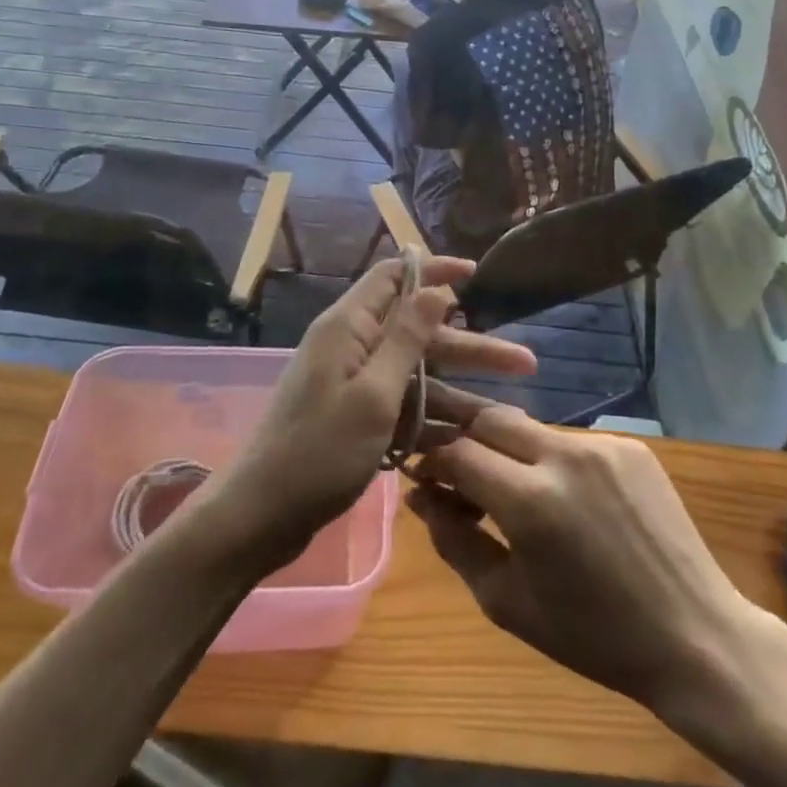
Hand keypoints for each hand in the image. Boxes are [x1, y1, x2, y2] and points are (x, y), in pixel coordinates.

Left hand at [216, 258, 535, 561]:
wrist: (262, 516)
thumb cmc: (318, 451)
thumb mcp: (373, 394)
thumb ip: (406, 338)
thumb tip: (435, 286)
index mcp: (349, 327)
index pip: (395, 277)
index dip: (435, 271)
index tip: (476, 274)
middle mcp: (351, 346)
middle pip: (418, 332)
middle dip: (470, 345)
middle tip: (524, 361)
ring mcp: (352, 383)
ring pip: (417, 374)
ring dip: (460, 390)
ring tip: (508, 411)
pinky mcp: (355, 415)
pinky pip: (402, 406)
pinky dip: (432, 419)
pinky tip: (470, 440)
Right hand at [410, 403, 755, 718]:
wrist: (694, 635)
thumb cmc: (593, 635)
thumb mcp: (507, 601)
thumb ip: (454, 541)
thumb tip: (421, 495)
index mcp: (531, 501)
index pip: (457, 451)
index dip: (432, 459)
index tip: (424, 477)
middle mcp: (564, 456)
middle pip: (490, 418)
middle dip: (463, 436)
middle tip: (455, 467)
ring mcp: (602, 445)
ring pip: (531, 427)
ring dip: (507, 449)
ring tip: (510, 488)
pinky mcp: (631, 445)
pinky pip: (571, 441)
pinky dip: (551, 459)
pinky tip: (563, 496)